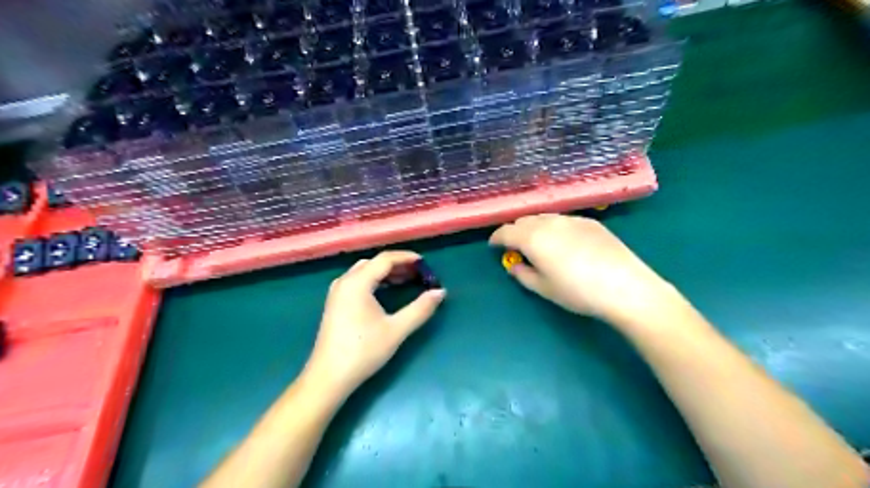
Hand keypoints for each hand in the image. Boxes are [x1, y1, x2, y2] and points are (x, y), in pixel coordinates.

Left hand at [306, 252, 444, 396]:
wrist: (328, 377)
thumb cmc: (363, 351)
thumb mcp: (396, 330)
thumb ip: (420, 309)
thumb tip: (440, 292)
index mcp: (357, 282)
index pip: (385, 259)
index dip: (406, 258)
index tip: (425, 263)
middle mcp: (345, 281)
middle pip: (374, 263)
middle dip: (397, 265)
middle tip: (418, 273)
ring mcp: (337, 292)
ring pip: (364, 272)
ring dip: (385, 273)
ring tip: (406, 280)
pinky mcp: (335, 303)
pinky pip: (357, 281)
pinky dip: (375, 281)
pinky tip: (386, 292)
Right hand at [492, 214, 682, 327]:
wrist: (625, 286)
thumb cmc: (578, 292)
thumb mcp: (544, 289)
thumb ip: (523, 274)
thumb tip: (514, 265)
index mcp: (533, 238)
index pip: (506, 231)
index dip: (496, 238)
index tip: (494, 246)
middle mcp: (549, 222)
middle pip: (524, 220)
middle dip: (515, 231)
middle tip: (515, 247)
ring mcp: (571, 219)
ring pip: (544, 217)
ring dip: (534, 227)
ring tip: (538, 242)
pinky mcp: (590, 222)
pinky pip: (563, 219)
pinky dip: (554, 227)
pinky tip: (563, 242)